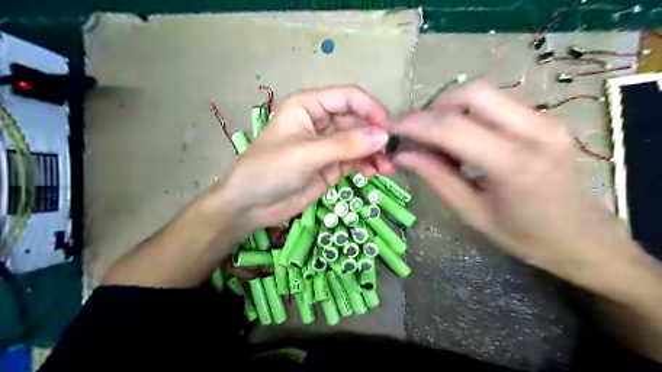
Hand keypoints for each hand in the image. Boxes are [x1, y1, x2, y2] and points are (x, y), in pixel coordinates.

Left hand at [207, 86, 391, 234]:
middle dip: (375, 136)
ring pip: (359, 142)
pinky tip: (373, 173)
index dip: (370, 108)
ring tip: (387, 168)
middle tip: (392, 153)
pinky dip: (366, 165)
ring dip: (374, 152)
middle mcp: (320, 121)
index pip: (348, 97)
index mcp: (309, 105)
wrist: (251, 205)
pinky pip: (355, 160)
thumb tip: (383, 137)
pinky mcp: (331, 166)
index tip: (389, 128)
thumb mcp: (306, 154)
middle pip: (357, 121)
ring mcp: (327, 145)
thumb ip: (345, 145)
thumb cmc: (270, 170)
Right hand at [391, 79, 646, 287]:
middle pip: (472, 93)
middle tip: (417, 133)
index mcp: (514, 164)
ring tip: (437, 138)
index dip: (415, 123)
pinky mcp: (546, 119)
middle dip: (434, 108)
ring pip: (485, 93)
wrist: (582, 237)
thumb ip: (436, 177)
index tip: (391, 128)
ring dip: (451, 109)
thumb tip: (402, 153)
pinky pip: (497, 103)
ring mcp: (546, 120)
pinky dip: (470, 114)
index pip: (452, 127)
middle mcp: (535, 131)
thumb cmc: (525, 236)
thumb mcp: (472, 213)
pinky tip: (462, 138)